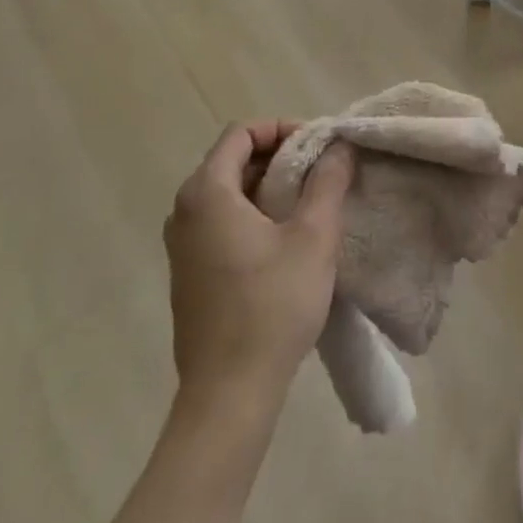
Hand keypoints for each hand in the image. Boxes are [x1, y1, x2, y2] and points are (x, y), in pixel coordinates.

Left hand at [163, 123, 354, 395]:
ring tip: (310, 202)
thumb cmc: (273, 305)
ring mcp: (182, 246)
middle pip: (233, 160)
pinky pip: (221, 222)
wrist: (229, 394)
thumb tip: (340, 146)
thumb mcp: (313, 236)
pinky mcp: (189, 274)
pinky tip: (286, 239)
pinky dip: (254, 213)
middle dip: (280, 156)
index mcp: (207, 193)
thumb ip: (328, 182)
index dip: (282, 129)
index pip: (241, 133)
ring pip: (228, 193)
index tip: (318, 145)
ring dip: (269, 186)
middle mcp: (184, 212)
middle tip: (321, 170)